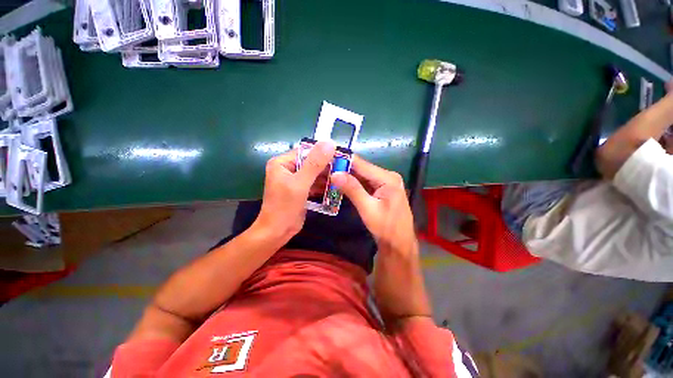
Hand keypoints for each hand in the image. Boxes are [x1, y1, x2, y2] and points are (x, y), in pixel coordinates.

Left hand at [254, 141, 335, 242]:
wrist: (277, 232)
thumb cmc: (285, 206)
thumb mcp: (300, 183)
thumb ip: (314, 164)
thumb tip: (329, 143)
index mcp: (282, 162)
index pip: (306, 151)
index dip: (323, 152)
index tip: (340, 156)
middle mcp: (287, 168)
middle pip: (311, 162)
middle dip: (326, 166)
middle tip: (344, 169)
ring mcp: (294, 180)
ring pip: (314, 173)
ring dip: (326, 176)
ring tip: (342, 178)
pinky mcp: (300, 190)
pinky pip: (314, 183)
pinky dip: (323, 185)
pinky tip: (335, 187)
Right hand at [330, 156, 416, 255]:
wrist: (399, 243)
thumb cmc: (386, 228)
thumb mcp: (368, 209)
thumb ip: (352, 189)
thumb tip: (334, 174)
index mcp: (387, 178)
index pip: (361, 164)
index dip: (343, 160)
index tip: (325, 159)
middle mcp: (387, 176)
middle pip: (361, 168)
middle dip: (343, 169)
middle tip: (323, 168)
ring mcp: (384, 182)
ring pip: (361, 175)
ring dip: (346, 176)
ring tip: (327, 174)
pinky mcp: (381, 189)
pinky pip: (364, 183)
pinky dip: (352, 183)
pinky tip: (339, 183)